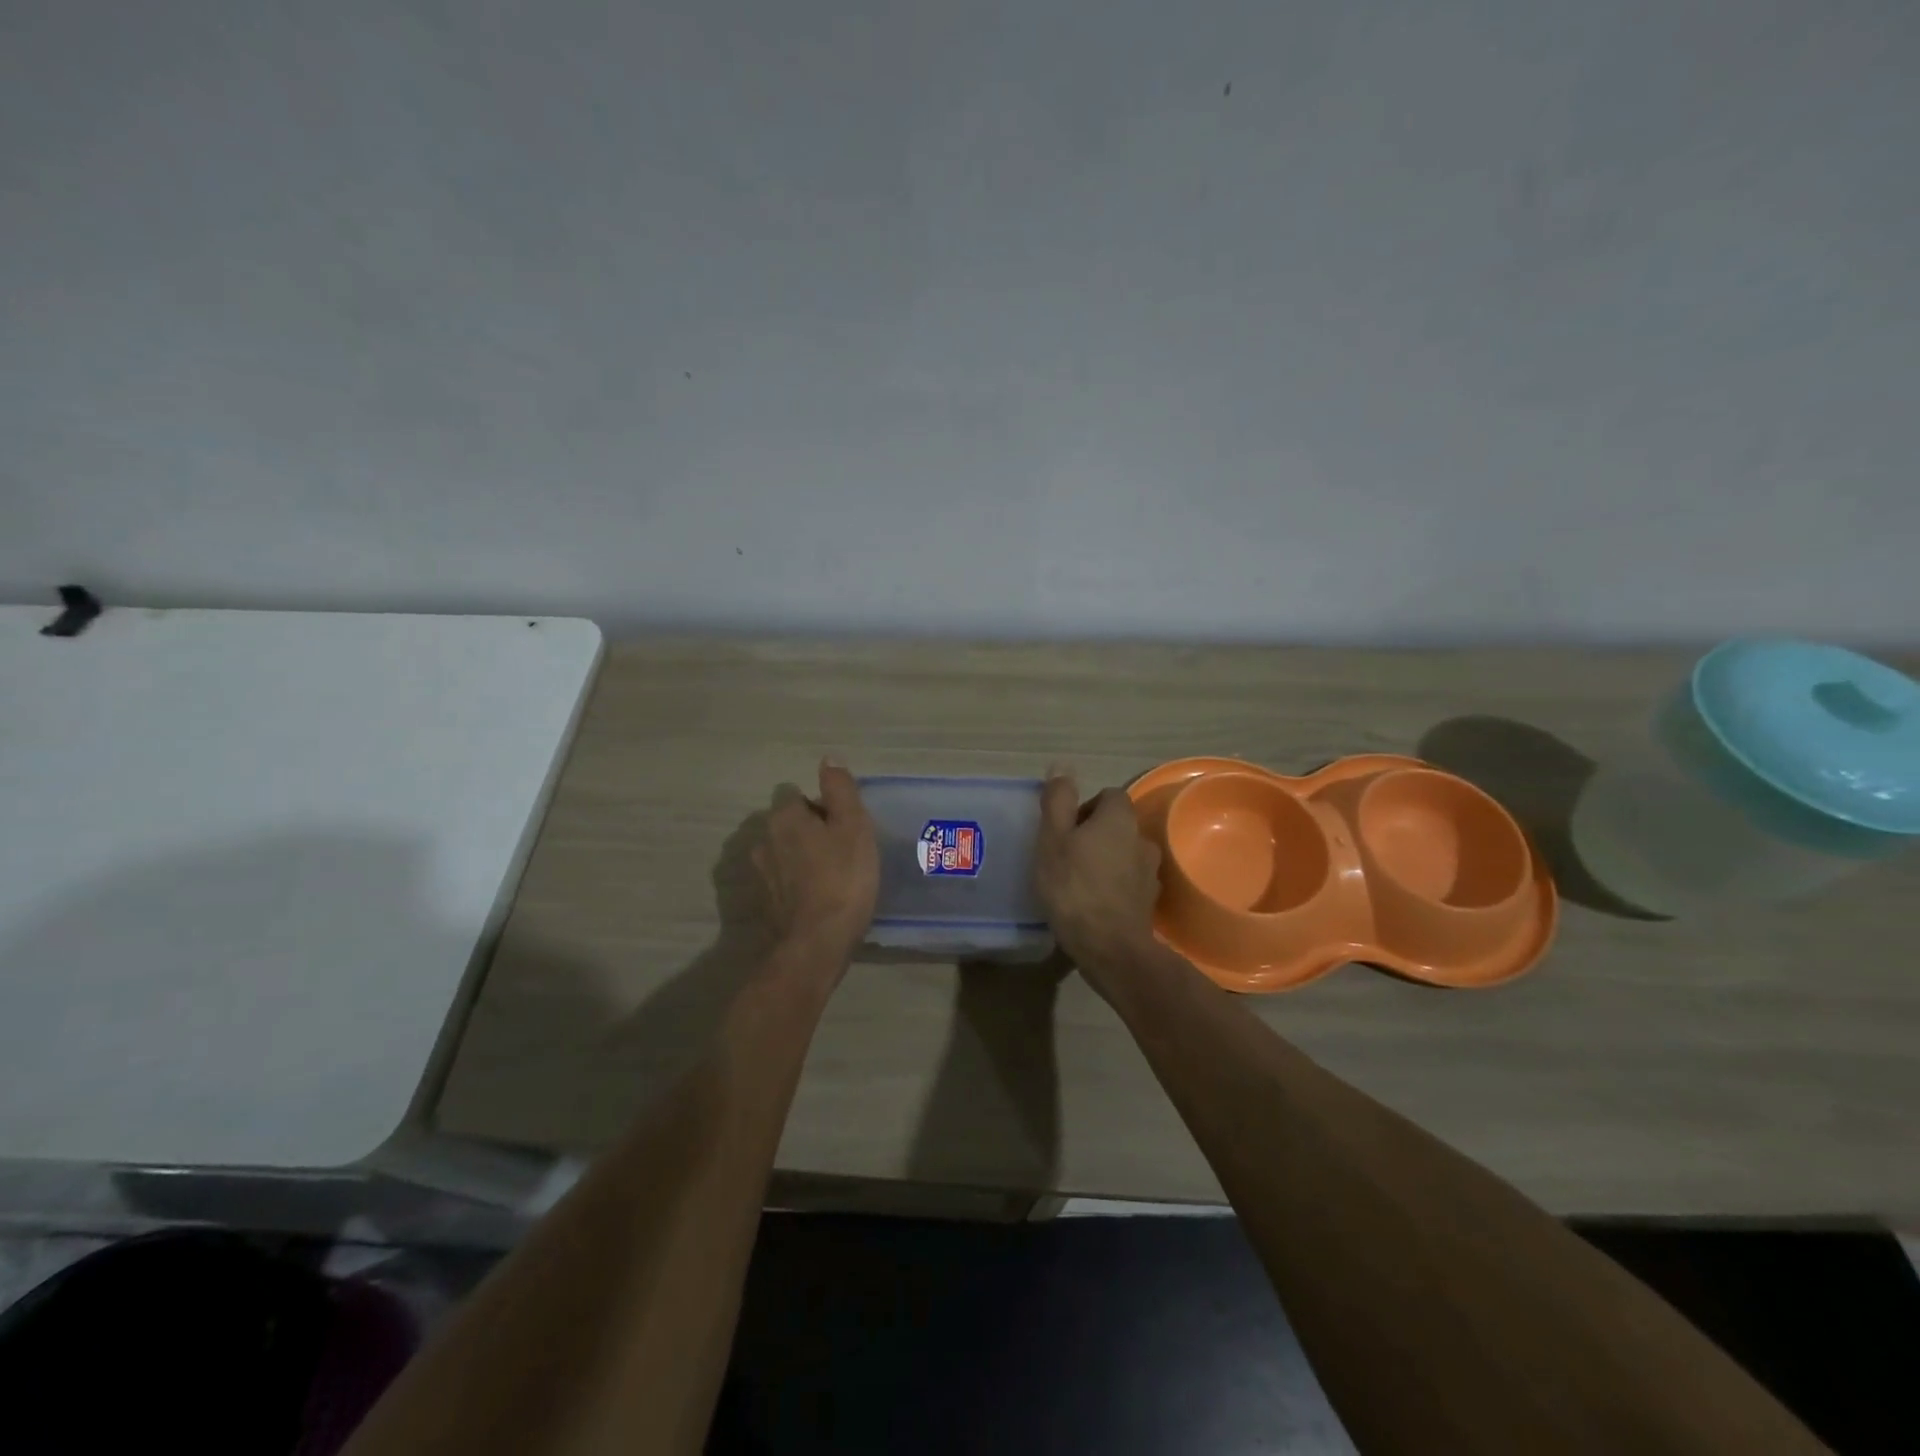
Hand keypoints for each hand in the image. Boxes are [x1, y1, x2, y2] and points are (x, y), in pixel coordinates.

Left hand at [753, 759, 879, 962]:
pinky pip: (782, 880)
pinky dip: (796, 883)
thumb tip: (828, 759)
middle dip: (808, 830)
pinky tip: (818, 897)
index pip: (795, 794)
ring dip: (801, 857)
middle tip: (841, 848)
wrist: (818, 943)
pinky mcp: (764, 903)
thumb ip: (840, 789)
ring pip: (783, 852)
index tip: (841, 824)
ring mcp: (760, 874)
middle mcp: (763, 840)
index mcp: (783, 817)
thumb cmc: (843, 878)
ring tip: (831, 875)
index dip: (820, 805)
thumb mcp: (853, 826)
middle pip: (787, 823)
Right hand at [1035, 768, 1161, 983]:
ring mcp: (1149, 873)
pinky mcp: (1148, 902)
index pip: (1109, 795)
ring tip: (1079, 881)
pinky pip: (1129, 882)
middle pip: (1118, 825)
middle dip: (1095, 834)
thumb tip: (1062, 765)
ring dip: (1106, 860)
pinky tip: (1093, 903)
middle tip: (1067, 855)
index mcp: (1120, 819)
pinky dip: (1114, 886)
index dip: (1086, 807)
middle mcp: (1141, 839)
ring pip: (1125, 854)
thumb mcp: (1053, 839)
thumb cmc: (1074, 887)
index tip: (1065, 829)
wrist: (1109, 947)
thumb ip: (1058, 801)